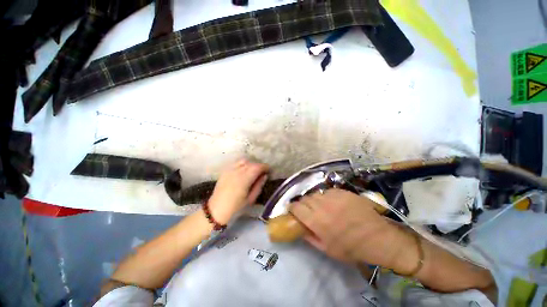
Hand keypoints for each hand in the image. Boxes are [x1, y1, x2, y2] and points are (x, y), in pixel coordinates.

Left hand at [208, 159, 268, 223]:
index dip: (264, 167)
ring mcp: (230, 170)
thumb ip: (259, 185)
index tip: (268, 170)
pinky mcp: (225, 171)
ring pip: (244, 161)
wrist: (217, 209)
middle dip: (258, 166)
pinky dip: (242, 164)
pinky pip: (236, 163)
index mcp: (244, 179)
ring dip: (251, 164)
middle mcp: (237, 171)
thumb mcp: (251, 198)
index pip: (257, 167)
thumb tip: (264, 176)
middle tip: (262, 172)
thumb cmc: (236, 206)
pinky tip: (243, 170)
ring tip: (252, 171)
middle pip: (251, 163)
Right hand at [289, 189, 410, 267]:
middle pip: (305, 198)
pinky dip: (327, 197)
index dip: (292, 207)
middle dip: (303, 204)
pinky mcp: (343, 192)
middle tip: (308, 210)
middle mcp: (322, 205)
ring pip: (316, 194)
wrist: (377, 238)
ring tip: (322, 206)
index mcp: (316, 221)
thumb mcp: (327, 249)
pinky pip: (328, 191)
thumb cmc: (351, 248)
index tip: (292, 209)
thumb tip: (299, 227)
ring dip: (315, 200)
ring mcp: (333, 197)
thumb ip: (309, 237)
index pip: (296, 207)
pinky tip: (334, 203)